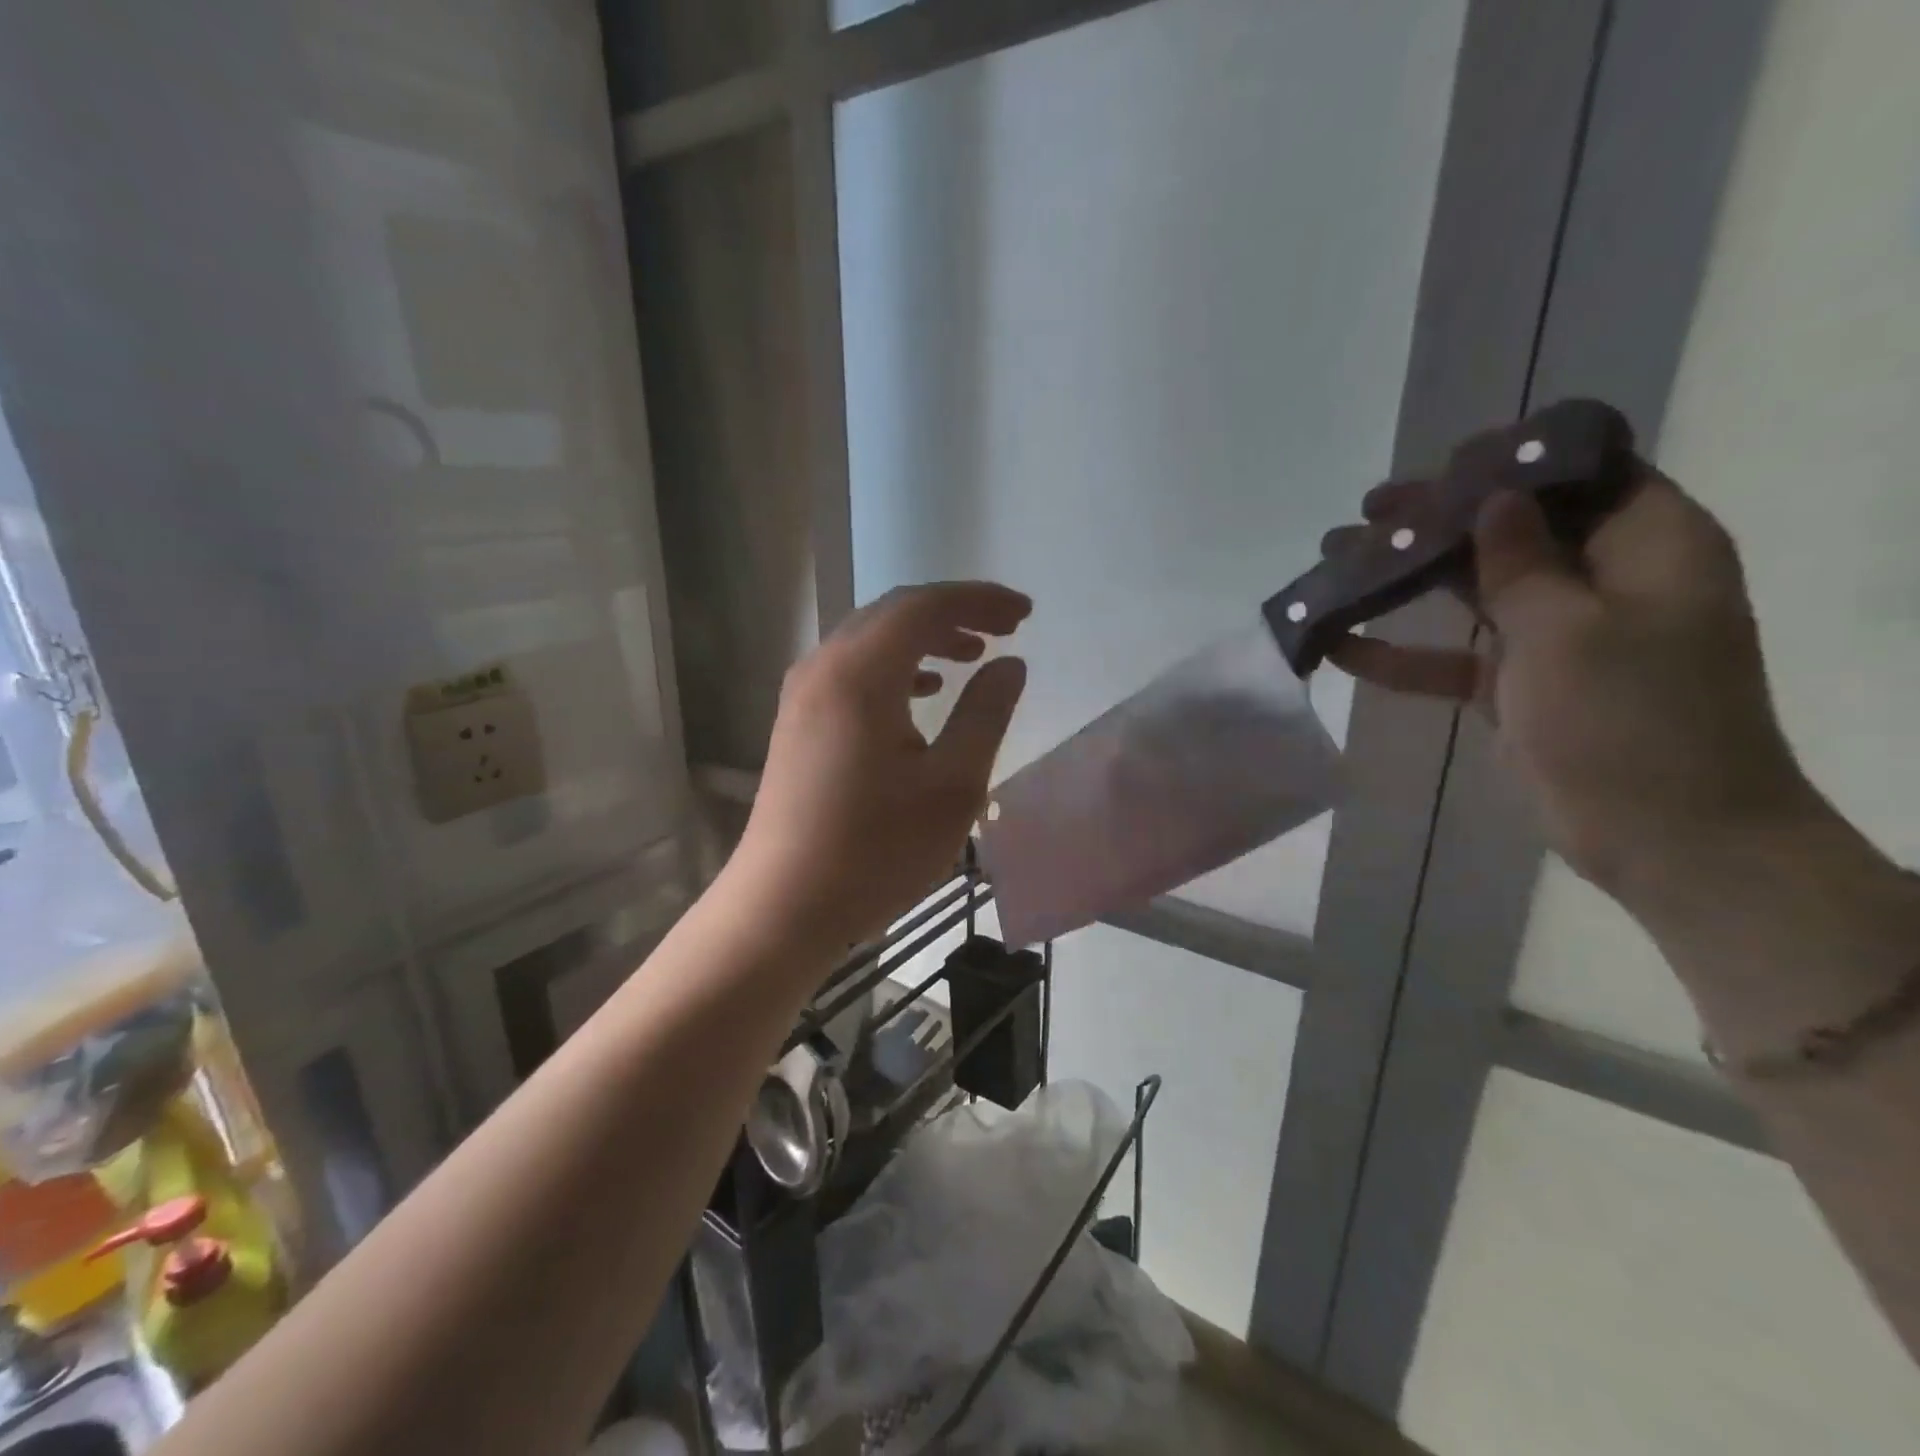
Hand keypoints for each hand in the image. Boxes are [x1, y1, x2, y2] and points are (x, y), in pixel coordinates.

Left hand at [729, 581, 1030, 954]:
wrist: (783, 906)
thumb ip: (986, 714)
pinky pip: (852, 671)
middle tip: (1005, 629)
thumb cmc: (876, 850)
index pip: (925, 606)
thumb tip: (1010, 665)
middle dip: (954, 612)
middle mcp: (824, 668)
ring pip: (871, 641)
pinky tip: (922, 694)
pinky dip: (895, 668)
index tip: (1024, 613)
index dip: (979, 600)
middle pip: (894, 613)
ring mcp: (802, 695)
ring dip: (923, 639)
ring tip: (970, 656)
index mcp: (861, 673)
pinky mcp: (797, 723)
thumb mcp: (953, 786)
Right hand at [1325, 464, 1820, 908]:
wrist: (1665, 836)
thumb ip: (1522, 562)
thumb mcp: (1569, 629)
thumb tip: (1494, 500)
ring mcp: (1559, 637)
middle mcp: (1605, 581)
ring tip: (1337, 564)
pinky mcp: (1521, 686)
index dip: (1512, 460)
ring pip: (1474, 592)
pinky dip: (1402, 656)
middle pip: (1513, 530)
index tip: (1440, 465)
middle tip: (1366, 514)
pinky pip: (1454, 658)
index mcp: (1648, 546)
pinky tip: (1341, 649)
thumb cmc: (1628, 718)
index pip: (1584, 474)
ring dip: (1407, 581)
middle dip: (1437, 521)